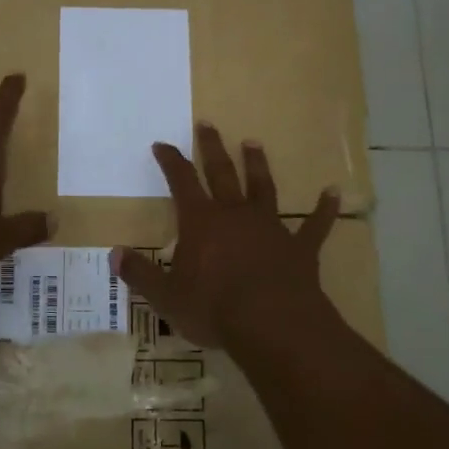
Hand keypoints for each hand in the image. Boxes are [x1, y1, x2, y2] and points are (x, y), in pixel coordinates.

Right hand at [111, 124, 339, 346]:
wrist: (272, 324)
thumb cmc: (213, 308)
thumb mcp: (166, 296)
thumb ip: (140, 274)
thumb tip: (115, 254)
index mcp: (201, 222)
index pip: (181, 182)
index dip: (170, 161)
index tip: (162, 143)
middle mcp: (235, 215)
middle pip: (222, 173)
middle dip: (212, 148)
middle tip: (208, 124)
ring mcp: (271, 228)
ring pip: (263, 188)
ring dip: (257, 165)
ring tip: (253, 143)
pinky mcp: (300, 248)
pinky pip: (314, 225)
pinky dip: (323, 209)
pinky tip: (333, 193)